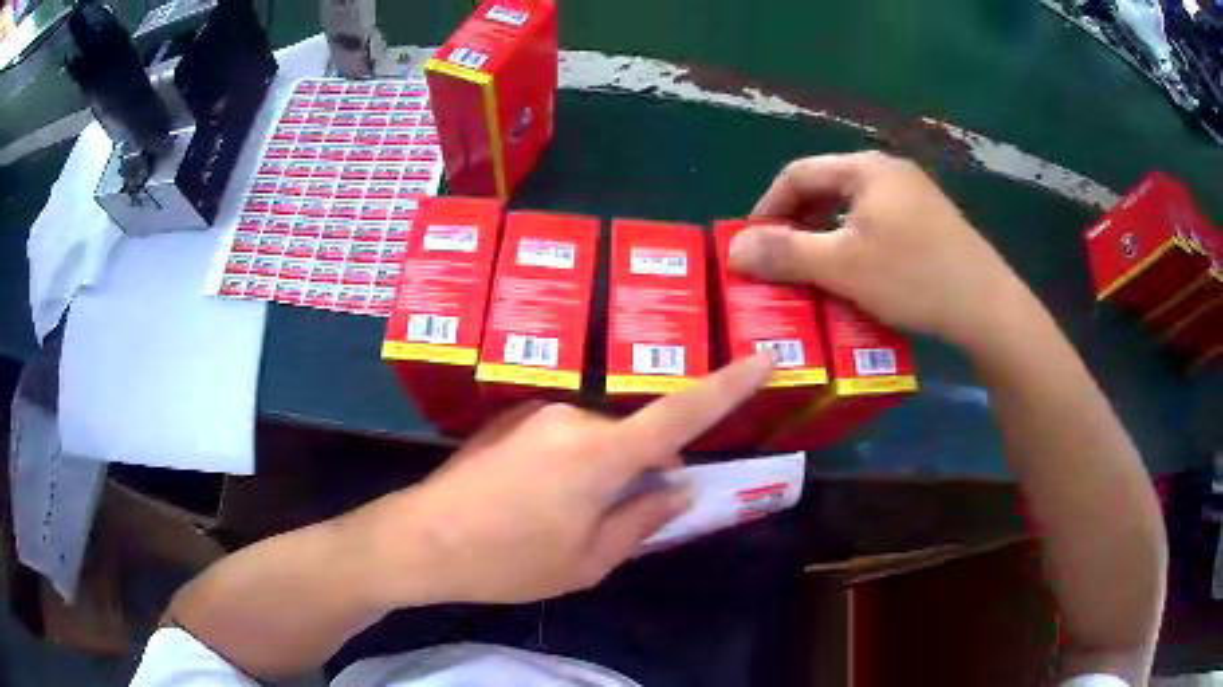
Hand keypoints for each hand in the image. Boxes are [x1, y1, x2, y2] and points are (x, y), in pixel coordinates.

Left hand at [352, 353, 773, 605]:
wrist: (421, 539)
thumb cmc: (509, 561)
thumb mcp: (586, 561)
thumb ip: (641, 521)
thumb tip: (677, 490)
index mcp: (600, 454)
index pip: (681, 413)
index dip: (728, 386)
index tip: (763, 358)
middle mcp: (573, 417)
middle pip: (633, 436)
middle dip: (642, 469)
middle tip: (621, 517)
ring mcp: (537, 414)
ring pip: (596, 440)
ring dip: (601, 471)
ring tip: (562, 520)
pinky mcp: (511, 419)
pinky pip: (562, 438)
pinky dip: (570, 465)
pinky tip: (533, 503)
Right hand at [729, 152, 1029, 352]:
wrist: (987, 306)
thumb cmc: (912, 276)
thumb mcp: (842, 266)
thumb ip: (785, 253)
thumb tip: (733, 248)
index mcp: (865, 168)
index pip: (799, 173)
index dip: (768, 206)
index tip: (752, 243)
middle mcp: (890, 171)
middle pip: (827, 187)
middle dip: (797, 222)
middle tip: (780, 259)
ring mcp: (915, 195)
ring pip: (854, 208)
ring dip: (826, 235)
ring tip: (813, 269)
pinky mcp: (931, 222)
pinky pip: (879, 223)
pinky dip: (856, 243)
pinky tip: (857, 273)